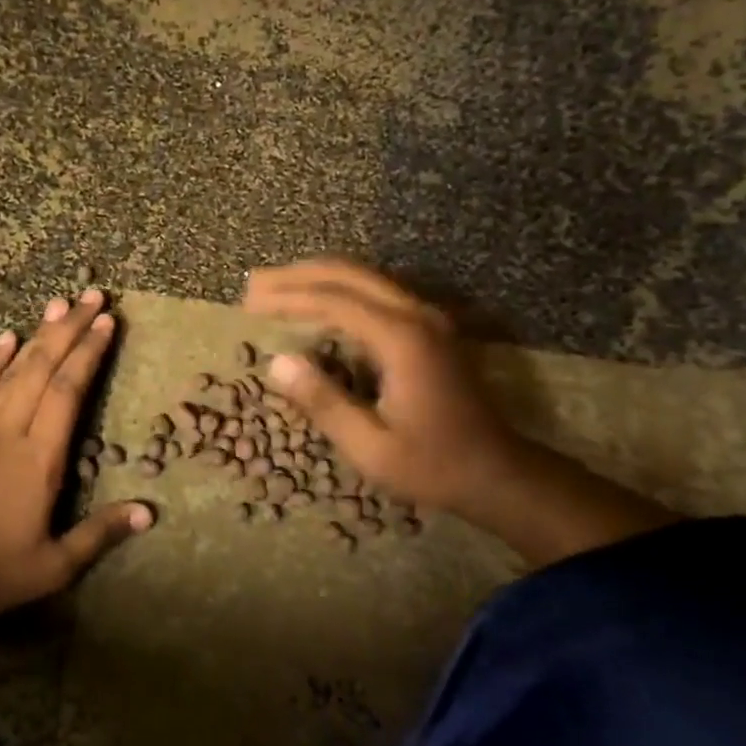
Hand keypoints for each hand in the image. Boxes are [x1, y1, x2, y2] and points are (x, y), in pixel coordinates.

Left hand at [0, 288, 153, 622]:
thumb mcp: (53, 565)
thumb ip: (100, 533)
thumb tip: (149, 511)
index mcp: (41, 457)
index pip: (71, 390)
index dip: (90, 353)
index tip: (107, 322)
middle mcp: (10, 429)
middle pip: (45, 367)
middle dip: (71, 329)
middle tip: (92, 296)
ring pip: (12, 369)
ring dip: (38, 334)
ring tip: (58, 304)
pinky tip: (6, 337)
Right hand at [243, 259, 521, 525]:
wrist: (497, 472)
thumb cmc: (433, 465)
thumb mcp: (371, 447)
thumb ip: (324, 402)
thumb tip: (277, 363)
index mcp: (402, 339)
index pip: (334, 300)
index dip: (288, 297)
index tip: (249, 304)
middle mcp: (417, 315)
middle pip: (349, 274)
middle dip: (297, 275)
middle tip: (254, 285)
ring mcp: (428, 317)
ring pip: (365, 277)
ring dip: (318, 277)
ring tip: (275, 288)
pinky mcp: (430, 327)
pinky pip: (377, 292)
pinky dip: (340, 290)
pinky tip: (316, 304)